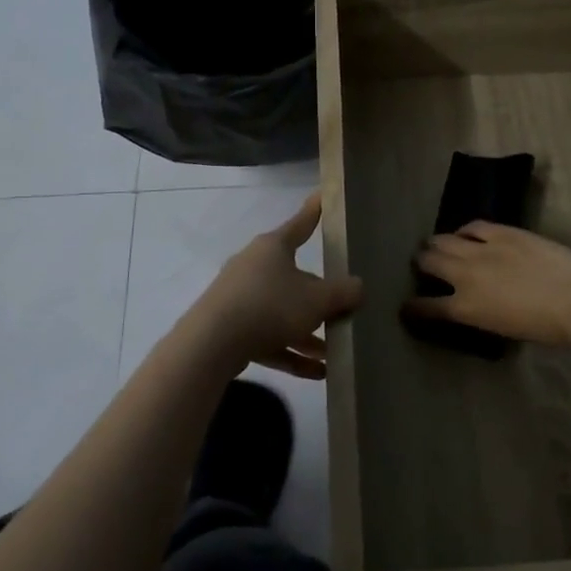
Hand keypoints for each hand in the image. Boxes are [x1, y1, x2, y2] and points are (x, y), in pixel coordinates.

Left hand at [187, 194, 363, 379]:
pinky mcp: (231, 329)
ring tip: (334, 352)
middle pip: (294, 277)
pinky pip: (269, 337)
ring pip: (282, 312)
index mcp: (273, 248)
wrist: (212, 343)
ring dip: (308, 333)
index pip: (300, 224)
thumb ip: (342, 293)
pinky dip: (291, 352)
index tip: (322, 196)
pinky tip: (317, 373)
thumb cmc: (270, 306)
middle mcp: (254, 267)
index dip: (314, 212)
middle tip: (343, 308)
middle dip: (319, 297)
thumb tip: (358, 287)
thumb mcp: (317, 299)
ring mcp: (240, 298)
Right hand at [406, 222, 570, 347]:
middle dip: (421, 263)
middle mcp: (465, 275)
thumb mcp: (501, 330)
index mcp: (465, 308)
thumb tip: (469, 305)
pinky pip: (473, 225)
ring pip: (444, 239)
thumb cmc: (545, 328)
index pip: (426, 307)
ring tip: (436, 244)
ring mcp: (482, 249)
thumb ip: (478, 315)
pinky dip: (465, 230)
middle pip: (429, 262)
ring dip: (436, 243)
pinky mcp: (502, 231)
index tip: (407, 307)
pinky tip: (466, 233)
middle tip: (422, 263)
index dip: (412, 307)